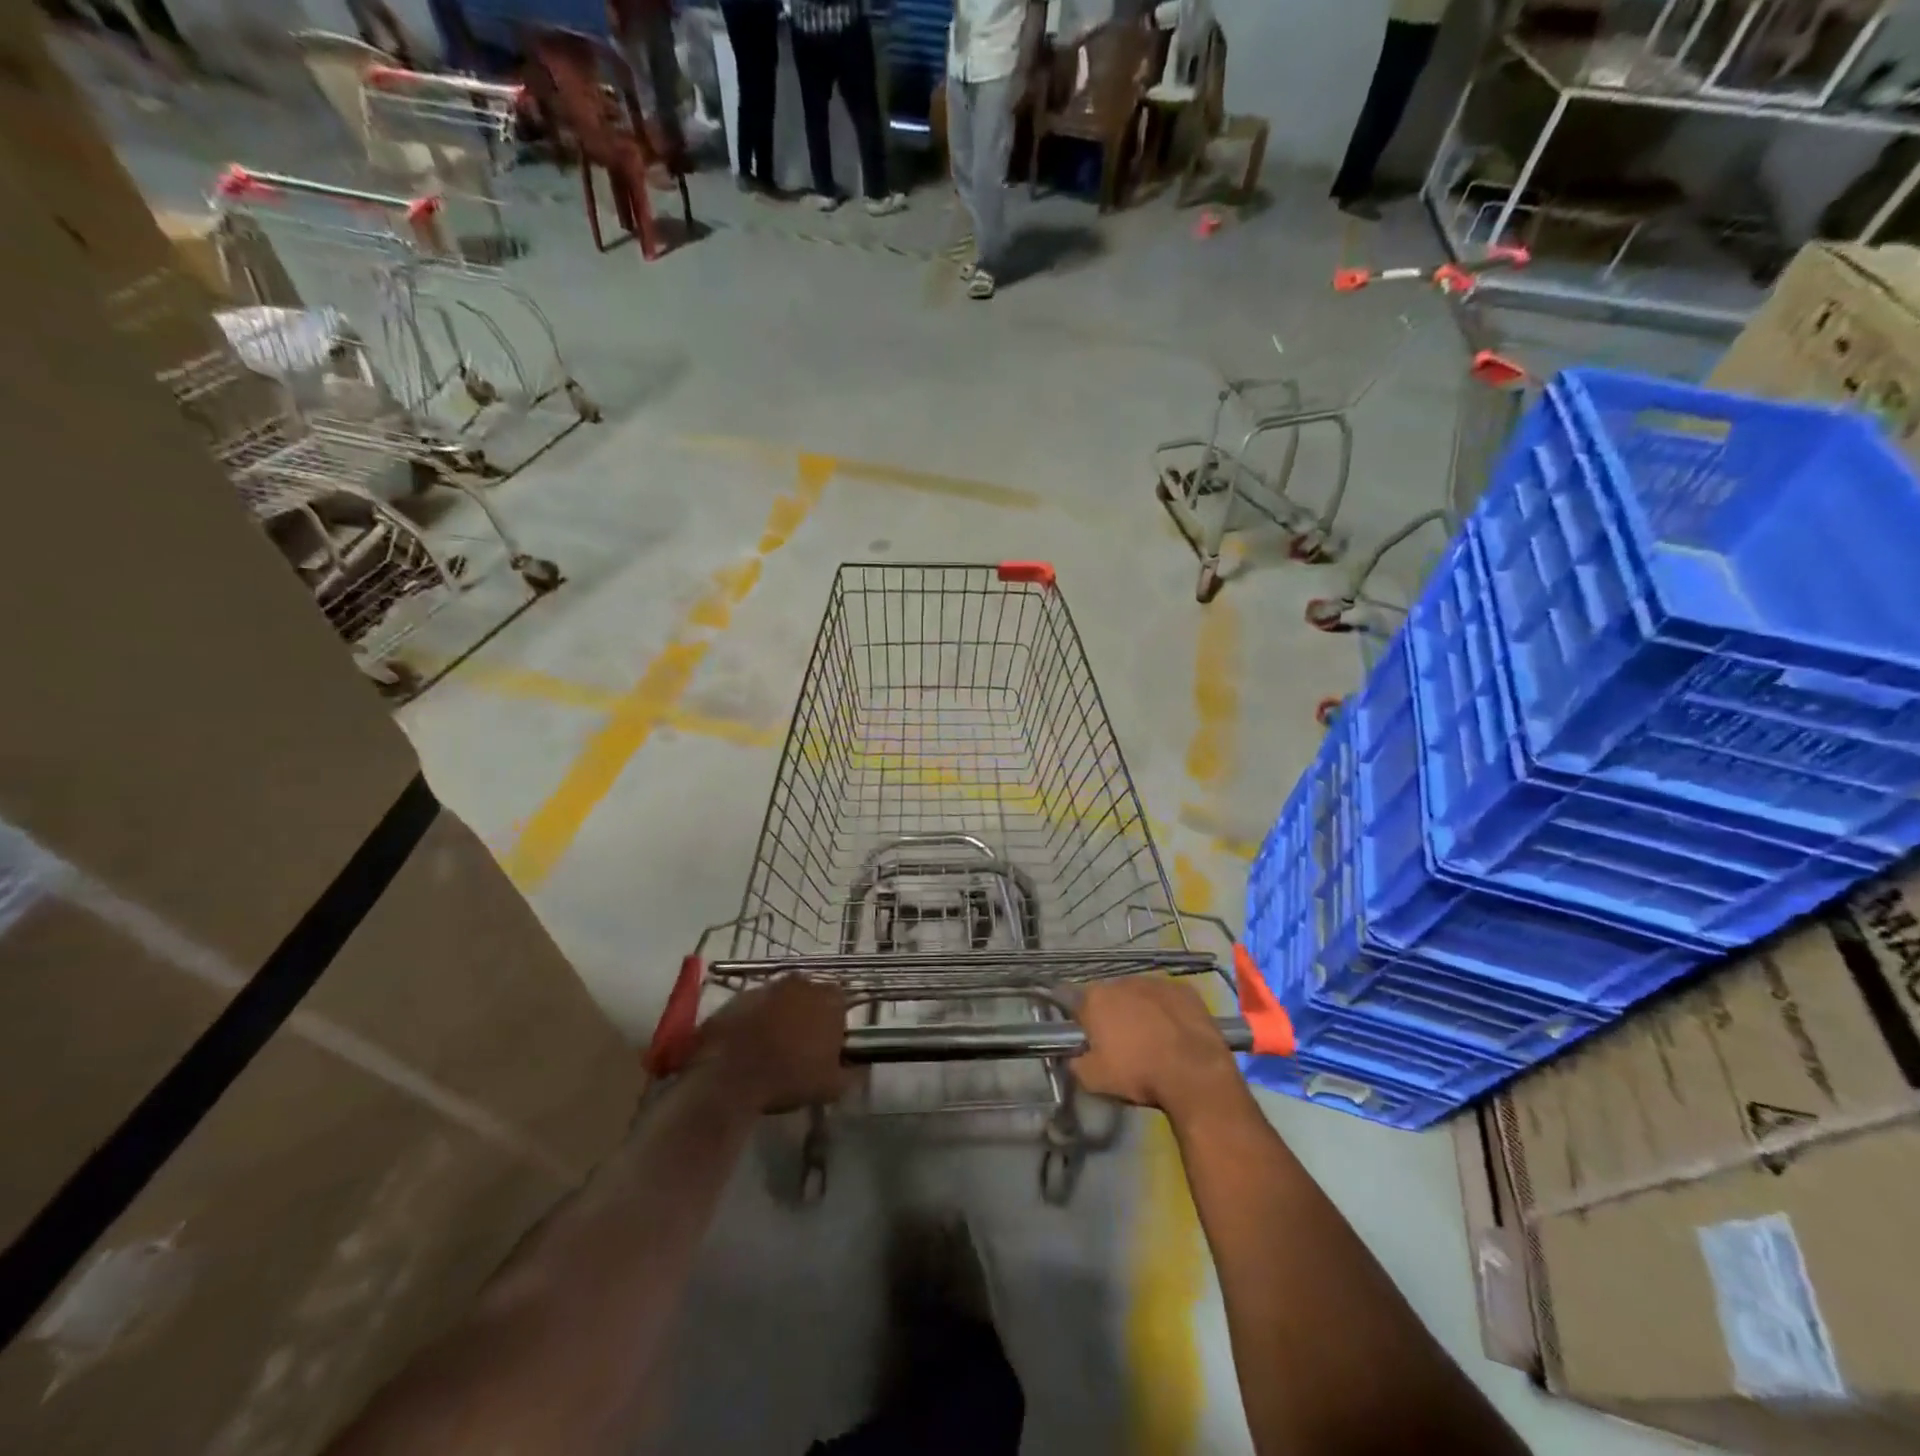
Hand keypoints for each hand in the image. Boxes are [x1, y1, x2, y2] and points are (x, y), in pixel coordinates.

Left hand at [689, 977, 850, 1113]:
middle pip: (811, 996)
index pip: (841, 1002)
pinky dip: (756, 1019)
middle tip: (801, 1045)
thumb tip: (859, 1067)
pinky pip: (757, 1005)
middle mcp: (802, 984)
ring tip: (772, 1045)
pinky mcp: (741, 995)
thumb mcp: (831, 1087)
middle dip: (808, 1014)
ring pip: (783, 998)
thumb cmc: (789, 1077)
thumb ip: (852, 1073)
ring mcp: (769, 986)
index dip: (835, 1022)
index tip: (827, 1045)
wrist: (729, 1076)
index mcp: (830, 1000)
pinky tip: (749, 1044)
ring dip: (782, 1015)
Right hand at [1071, 977, 1245, 1122]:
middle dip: (1112, 1013)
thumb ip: (1076, 1063)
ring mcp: (1156, 982)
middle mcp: (1122, 981)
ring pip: (1139, 994)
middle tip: (1121, 1041)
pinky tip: (1174, 1031)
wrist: (1195, 1074)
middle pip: (1109, 996)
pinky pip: (1167, 998)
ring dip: (1140, 1009)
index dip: (1080, 1021)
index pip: (1075, 1003)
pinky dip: (1167, 1010)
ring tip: (1151, 1037)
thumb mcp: (1094, 1080)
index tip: (1087, 1037)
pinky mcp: (1184, 990)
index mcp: (1095, 998)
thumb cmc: (1139, 1073)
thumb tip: (1074, 1056)